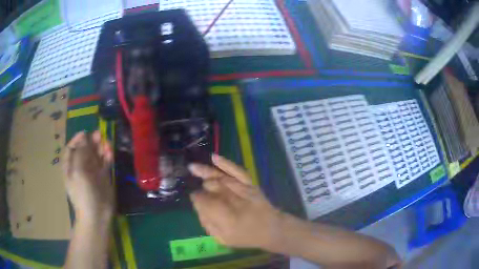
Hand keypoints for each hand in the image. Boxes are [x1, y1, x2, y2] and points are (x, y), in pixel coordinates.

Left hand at [63, 131, 113, 221]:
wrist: (97, 215)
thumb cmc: (83, 194)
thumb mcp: (78, 172)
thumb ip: (80, 153)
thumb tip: (84, 136)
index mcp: (70, 167)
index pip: (71, 148)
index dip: (77, 139)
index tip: (86, 133)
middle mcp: (80, 167)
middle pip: (85, 150)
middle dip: (91, 142)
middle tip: (99, 135)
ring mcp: (92, 172)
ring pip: (96, 155)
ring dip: (100, 147)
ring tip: (106, 142)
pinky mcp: (103, 177)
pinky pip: (105, 163)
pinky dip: (107, 156)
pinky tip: (110, 151)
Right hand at [188, 154, 282, 248]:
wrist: (272, 229)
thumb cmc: (246, 237)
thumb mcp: (223, 239)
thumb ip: (208, 224)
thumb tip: (198, 207)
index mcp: (226, 218)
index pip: (204, 202)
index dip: (196, 198)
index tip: (193, 198)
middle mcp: (234, 201)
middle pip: (211, 187)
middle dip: (202, 188)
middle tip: (199, 192)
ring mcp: (244, 190)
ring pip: (221, 178)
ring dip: (206, 172)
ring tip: (193, 168)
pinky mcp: (250, 184)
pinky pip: (237, 171)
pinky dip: (225, 163)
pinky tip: (214, 157)